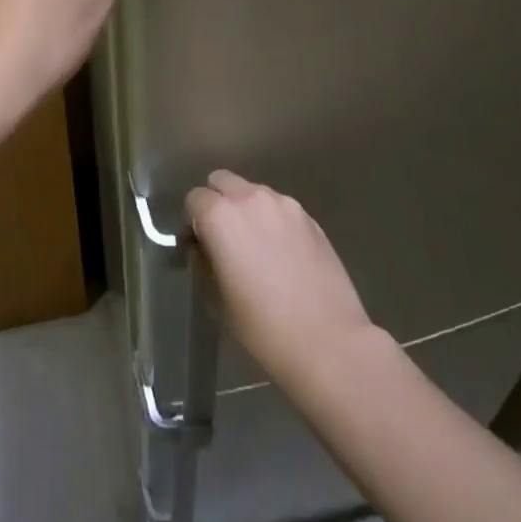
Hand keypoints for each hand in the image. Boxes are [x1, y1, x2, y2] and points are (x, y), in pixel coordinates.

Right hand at [186, 171, 380, 387]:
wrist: (328, 340)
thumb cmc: (263, 328)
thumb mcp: (217, 299)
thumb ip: (206, 261)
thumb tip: (207, 248)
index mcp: (221, 216)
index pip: (194, 199)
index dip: (193, 221)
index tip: (200, 246)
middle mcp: (250, 198)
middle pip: (222, 181)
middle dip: (217, 202)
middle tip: (224, 239)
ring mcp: (284, 204)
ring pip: (254, 192)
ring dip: (247, 209)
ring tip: (258, 247)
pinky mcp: (309, 217)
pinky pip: (280, 208)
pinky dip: (273, 221)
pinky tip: (284, 254)